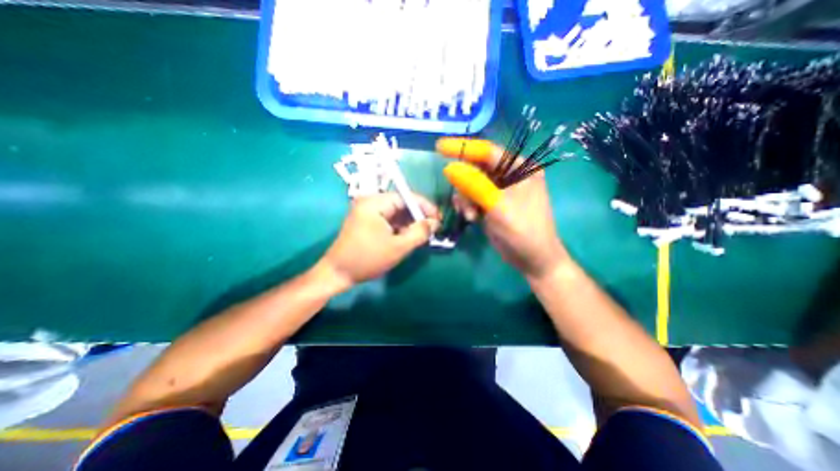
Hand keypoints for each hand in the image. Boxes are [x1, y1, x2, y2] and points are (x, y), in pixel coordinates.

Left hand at [318, 190, 441, 285]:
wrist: (338, 273)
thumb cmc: (368, 259)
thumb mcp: (398, 247)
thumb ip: (419, 232)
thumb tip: (435, 222)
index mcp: (375, 202)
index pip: (406, 197)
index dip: (425, 207)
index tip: (439, 218)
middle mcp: (370, 202)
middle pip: (401, 204)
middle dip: (417, 216)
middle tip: (432, 228)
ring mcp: (367, 211)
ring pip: (395, 213)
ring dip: (409, 223)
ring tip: (423, 234)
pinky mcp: (366, 221)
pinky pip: (388, 220)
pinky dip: (400, 227)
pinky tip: (408, 236)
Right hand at [440, 138, 569, 280]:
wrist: (531, 259)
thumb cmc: (523, 231)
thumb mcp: (498, 205)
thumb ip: (474, 185)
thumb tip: (449, 168)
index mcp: (520, 167)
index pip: (487, 151)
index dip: (462, 148)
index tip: (439, 147)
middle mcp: (510, 175)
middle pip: (476, 168)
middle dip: (464, 184)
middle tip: (462, 201)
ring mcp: (500, 190)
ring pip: (470, 184)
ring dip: (465, 199)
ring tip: (470, 215)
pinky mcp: (491, 203)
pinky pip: (471, 196)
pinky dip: (467, 205)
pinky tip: (472, 218)